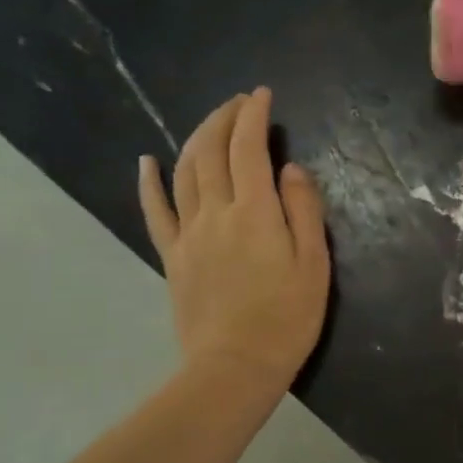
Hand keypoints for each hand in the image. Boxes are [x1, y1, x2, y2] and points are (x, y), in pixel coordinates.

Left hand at [138, 88, 329, 390]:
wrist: (235, 367)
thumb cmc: (287, 318)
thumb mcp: (314, 264)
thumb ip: (304, 210)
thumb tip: (291, 168)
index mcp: (255, 212)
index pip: (249, 148)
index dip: (254, 116)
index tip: (262, 95)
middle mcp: (216, 213)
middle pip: (212, 151)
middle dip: (224, 118)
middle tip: (239, 101)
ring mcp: (189, 233)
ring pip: (184, 171)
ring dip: (196, 138)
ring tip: (211, 121)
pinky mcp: (172, 256)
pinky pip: (156, 210)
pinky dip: (150, 181)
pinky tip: (147, 161)